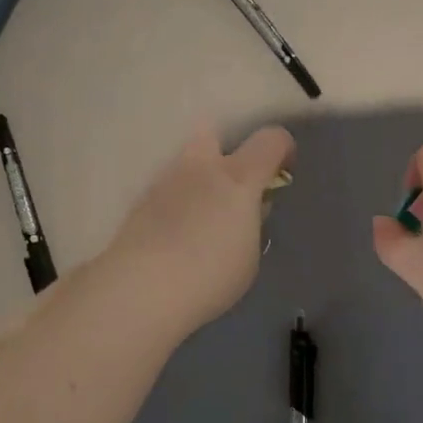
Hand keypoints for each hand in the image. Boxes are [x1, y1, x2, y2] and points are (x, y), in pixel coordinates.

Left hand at [103, 122, 295, 336]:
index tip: (283, 172)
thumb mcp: (249, 255)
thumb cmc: (210, 275)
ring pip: (185, 163)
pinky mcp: (139, 203)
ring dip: (197, 181)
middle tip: (232, 187)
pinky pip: (166, 191)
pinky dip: (175, 204)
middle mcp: (200, 168)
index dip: (283, 149)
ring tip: (201, 221)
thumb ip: (252, 224)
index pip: (270, 139)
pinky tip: (176, 236)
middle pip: (213, 132)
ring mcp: (165, 182)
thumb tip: (248, 210)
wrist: (140, 289)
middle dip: (225, 151)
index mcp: (238, 177)